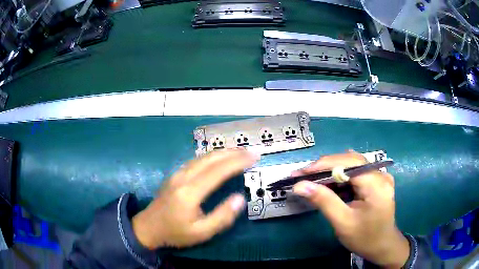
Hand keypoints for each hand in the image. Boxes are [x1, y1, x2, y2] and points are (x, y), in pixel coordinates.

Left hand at [132, 149, 258, 249]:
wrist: (148, 227)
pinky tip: (219, 158)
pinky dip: (212, 156)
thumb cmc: (175, 233)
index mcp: (190, 192)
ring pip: (203, 157)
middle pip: (210, 158)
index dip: (237, 162)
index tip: (254, 157)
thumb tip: (240, 198)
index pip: (218, 171)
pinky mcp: (175, 175)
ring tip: (240, 151)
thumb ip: (222, 217)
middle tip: (251, 151)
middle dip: (233, 153)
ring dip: (223, 152)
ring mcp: (177, 174)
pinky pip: (196, 160)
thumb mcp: (201, 233)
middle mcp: (183, 177)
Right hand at [292, 151, 409, 267]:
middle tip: (302, 176)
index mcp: (376, 184)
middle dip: (324, 167)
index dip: (322, 165)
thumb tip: (300, 185)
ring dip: (331, 170)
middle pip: (349, 160)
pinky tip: (331, 182)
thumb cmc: (364, 238)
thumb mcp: (343, 223)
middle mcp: (380, 174)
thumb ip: (324, 201)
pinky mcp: (378, 180)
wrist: (383, 246)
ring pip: (352, 164)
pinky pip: (357, 171)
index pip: (347, 163)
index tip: (299, 173)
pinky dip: (341, 176)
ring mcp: (381, 176)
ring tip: (312, 179)